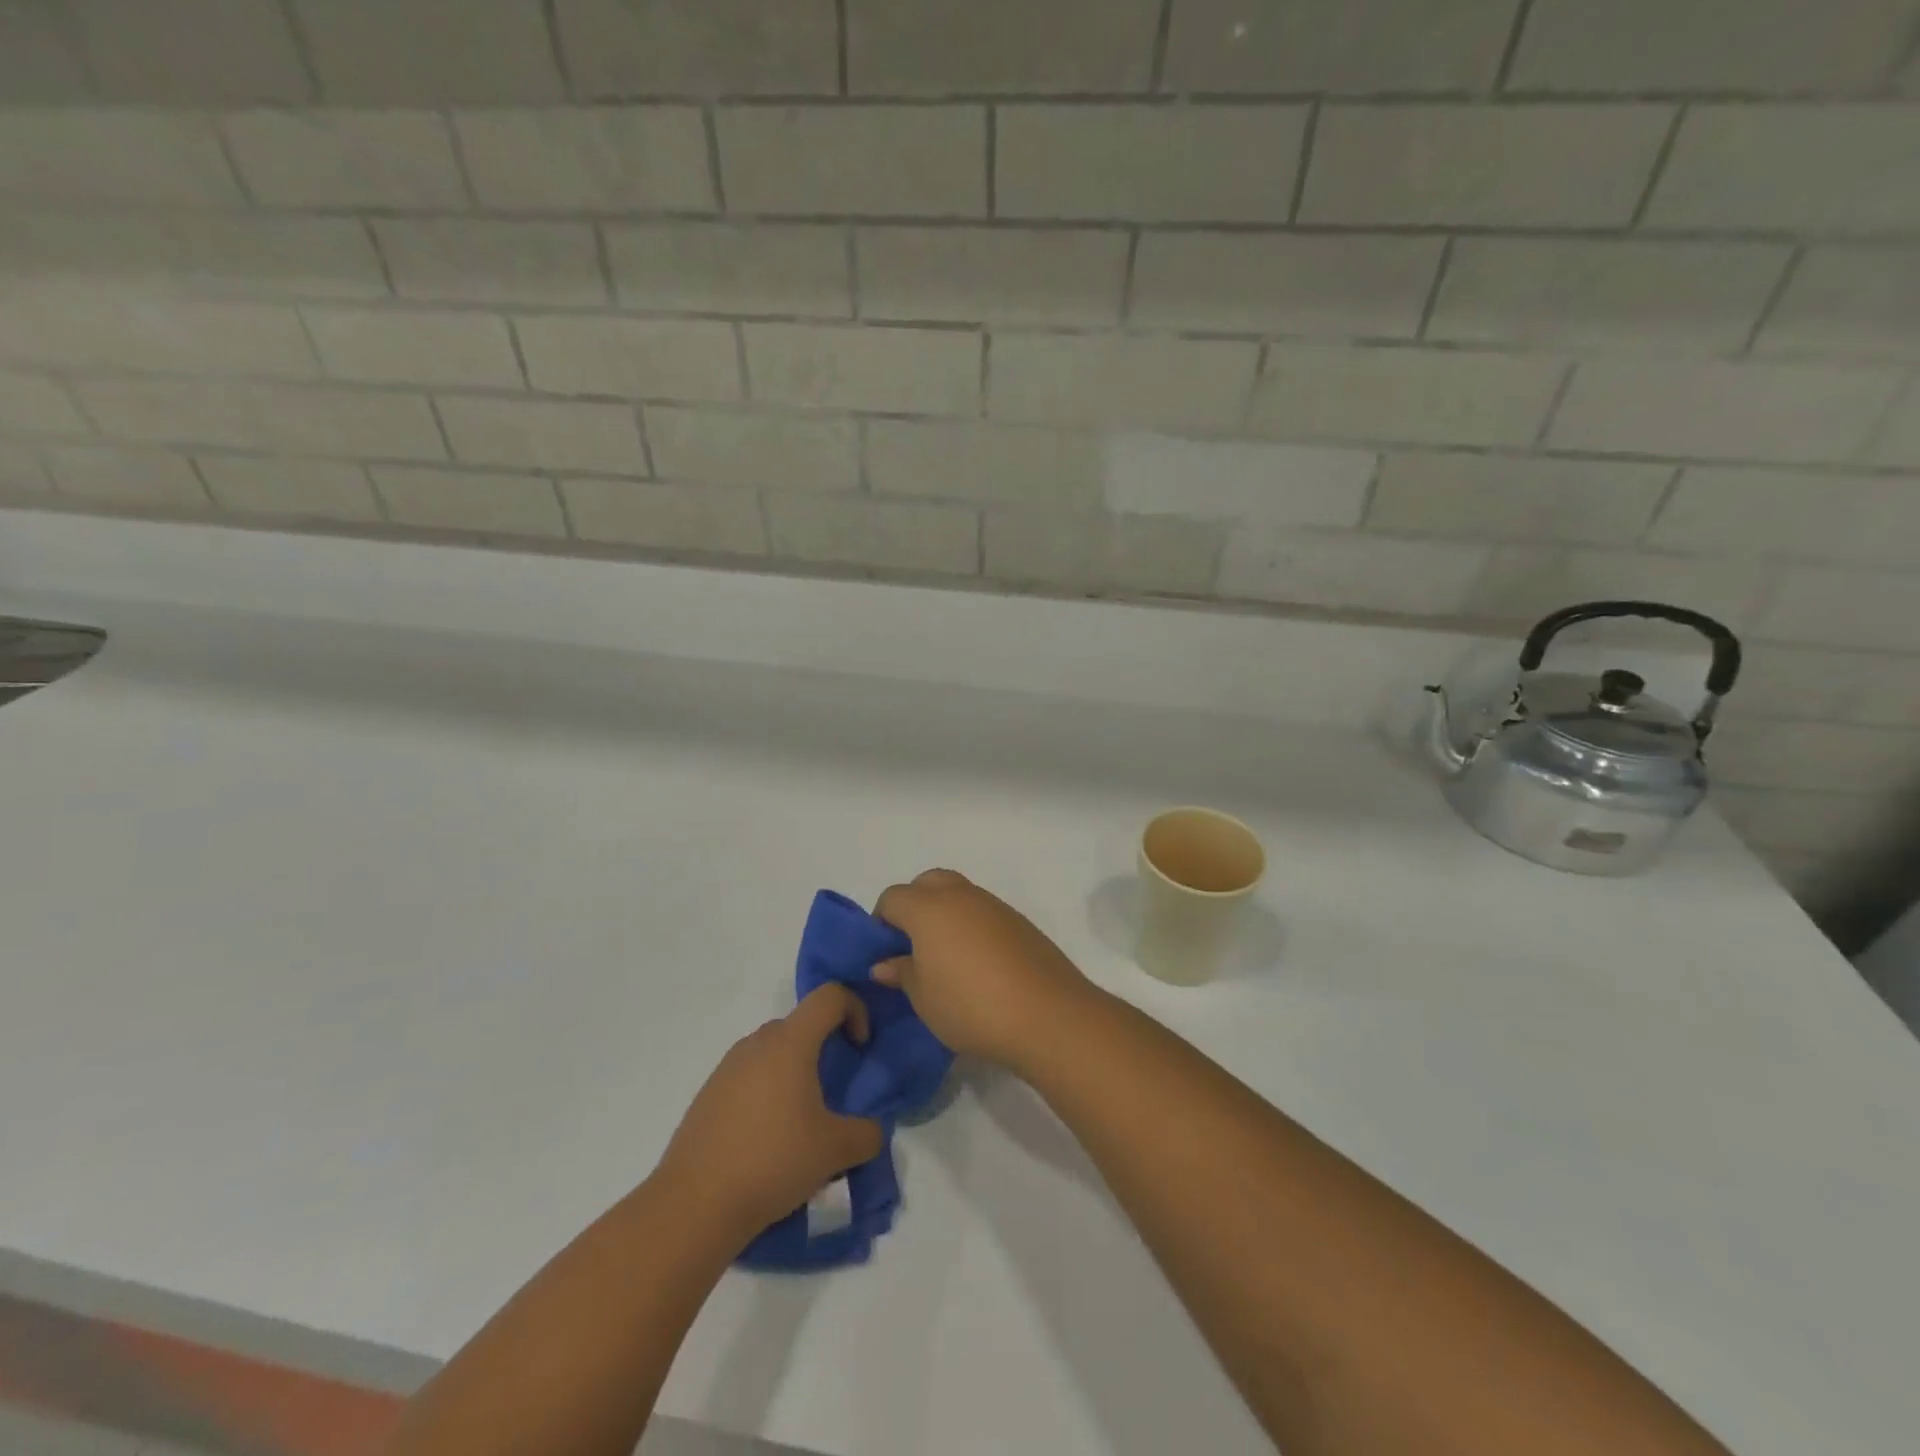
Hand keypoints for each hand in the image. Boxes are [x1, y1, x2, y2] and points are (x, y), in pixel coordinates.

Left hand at [655, 985, 884, 1237]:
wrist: (693, 1205)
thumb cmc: (772, 1161)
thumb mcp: (835, 1151)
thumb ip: (867, 1134)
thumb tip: (871, 1130)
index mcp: (790, 1042)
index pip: (830, 996)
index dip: (855, 1009)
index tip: (860, 1047)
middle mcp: (757, 1043)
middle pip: (801, 1024)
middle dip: (826, 1047)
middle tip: (836, 1091)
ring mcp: (727, 1068)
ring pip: (774, 1052)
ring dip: (796, 1073)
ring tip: (803, 1123)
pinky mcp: (708, 1095)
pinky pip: (750, 1077)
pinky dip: (768, 1093)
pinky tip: (768, 1141)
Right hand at [873, 869, 1097, 1072]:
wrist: (1048, 1014)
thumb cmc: (971, 1006)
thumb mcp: (924, 998)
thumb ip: (902, 973)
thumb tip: (884, 963)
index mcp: (929, 908)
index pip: (893, 898)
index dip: (881, 921)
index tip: (884, 952)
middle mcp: (961, 896)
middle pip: (928, 882)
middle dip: (914, 904)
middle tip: (913, 945)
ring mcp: (995, 906)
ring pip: (959, 894)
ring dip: (946, 914)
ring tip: (946, 957)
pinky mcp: (1020, 922)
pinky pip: (984, 912)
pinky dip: (972, 926)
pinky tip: (978, 964)